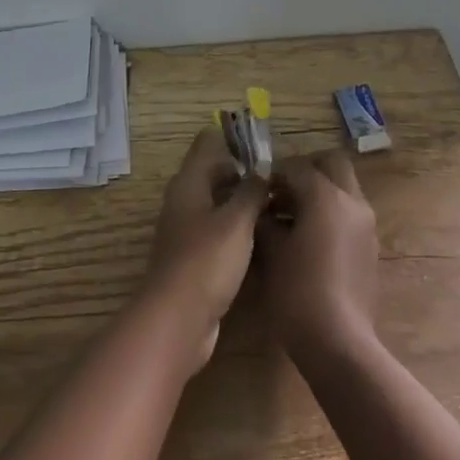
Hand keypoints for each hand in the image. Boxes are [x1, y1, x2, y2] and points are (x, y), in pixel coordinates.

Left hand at [143, 125, 266, 371]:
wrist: (178, 320)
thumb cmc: (207, 260)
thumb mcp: (237, 220)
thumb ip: (251, 191)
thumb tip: (263, 170)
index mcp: (189, 183)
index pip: (207, 144)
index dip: (233, 139)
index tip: (265, 145)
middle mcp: (184, 201)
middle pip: (214, 174)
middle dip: (244, 172)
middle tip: (281, 177)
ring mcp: (187, 231)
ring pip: (218, 204)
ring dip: (243, 202)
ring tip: (279, 204)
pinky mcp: (194, 258)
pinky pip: (219, 232)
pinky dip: (238, 229)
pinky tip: (264, 237)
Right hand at [257, 151, 378, 356]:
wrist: (339, 341)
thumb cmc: (298, 292)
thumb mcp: (271, 252)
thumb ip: (265, 220)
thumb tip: (262, 208)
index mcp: (326, 196)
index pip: (297, 166)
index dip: (274, 174)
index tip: (258, 191)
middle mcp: (352, 201)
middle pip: (333, 164)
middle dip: (307, 170)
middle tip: (282, 192)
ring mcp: (366, 224)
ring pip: (345, 188)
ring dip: (321, 192)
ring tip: (292, 219)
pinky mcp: (371, 247)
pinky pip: (350, 214)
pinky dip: (332, 214)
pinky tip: (310, 242)